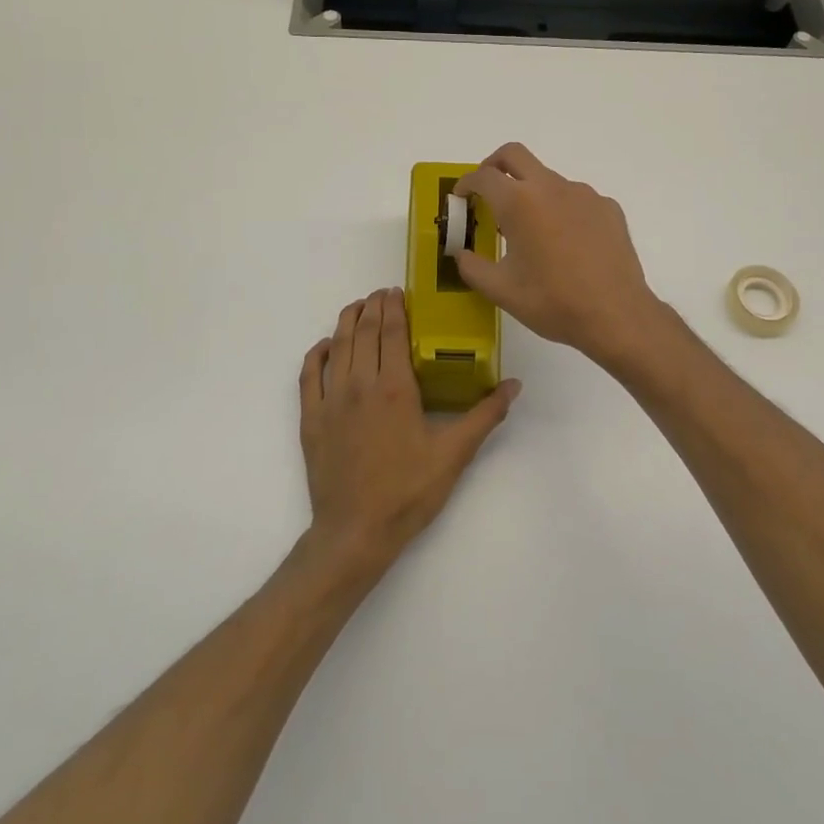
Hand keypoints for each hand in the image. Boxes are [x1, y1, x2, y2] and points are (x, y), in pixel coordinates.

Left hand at [298, 288, 519, 572]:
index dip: (395, 307)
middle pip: (364, 332)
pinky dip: (316, 353)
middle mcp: (360, 384)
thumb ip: (485, 416)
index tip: (398, 292)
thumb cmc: (409, 492)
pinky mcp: (311, 419)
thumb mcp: (454, 454)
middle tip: (381, 294)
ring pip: (337, 346)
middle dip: (373, 307)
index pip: (393, 332)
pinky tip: (325, 346)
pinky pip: (309, 375)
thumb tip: (514, 385)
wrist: (356, 531)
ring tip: (357, 307)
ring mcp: (331, 400)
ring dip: (347, 321)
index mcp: (395, 388)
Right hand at [453, 143, 668, 370]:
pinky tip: (565, 243)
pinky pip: (576, 198)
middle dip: (493, 165)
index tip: (461, 198)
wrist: (616, 315)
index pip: (484, 176)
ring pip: (548, 179)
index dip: (466, 184)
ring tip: (530, 231)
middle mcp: (552, 187)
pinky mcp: (608, 208)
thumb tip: (462, 254)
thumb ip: (472, 267)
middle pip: (514, 155)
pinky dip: (561, 210)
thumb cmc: (552, 302)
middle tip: (486, 191)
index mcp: (520, 203)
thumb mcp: (501, 291)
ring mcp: (584, 194)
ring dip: (530, 193)